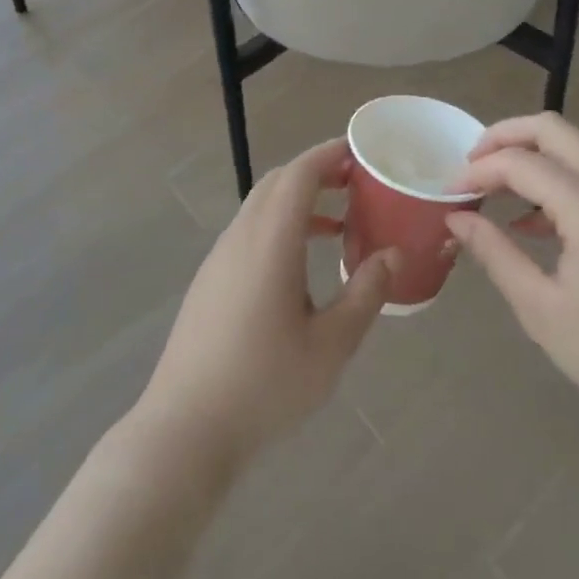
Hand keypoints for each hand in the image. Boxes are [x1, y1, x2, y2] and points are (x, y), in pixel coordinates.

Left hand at [133, 139, 397, 467]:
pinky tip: (302, 265)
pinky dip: (280, 226)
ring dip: (299, 202)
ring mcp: (219, 258)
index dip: (329, 154)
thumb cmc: (264, 385)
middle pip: (278, 183)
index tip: (361, 150)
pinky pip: (250, 232)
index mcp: (270, 241)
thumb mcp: (331, 345)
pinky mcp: (210, 280)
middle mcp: (240, 237)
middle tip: (358, 183)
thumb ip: (365, 293)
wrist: (186, 428)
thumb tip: (392, 254)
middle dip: (318, 173)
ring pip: (261, 207)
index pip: (299, 174)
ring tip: (340, 224)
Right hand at [447, 114, 578, 439]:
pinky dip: (556, 180)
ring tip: (493, 192)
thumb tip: (457, 218)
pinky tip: (532, 223)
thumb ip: (495, 253)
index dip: (476, 172)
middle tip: (469, 166)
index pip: (518, 162)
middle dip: (503, 137)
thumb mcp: (542, 308)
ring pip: (573, 149)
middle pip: (550, 130)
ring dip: (530, 157)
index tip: (448, 194)